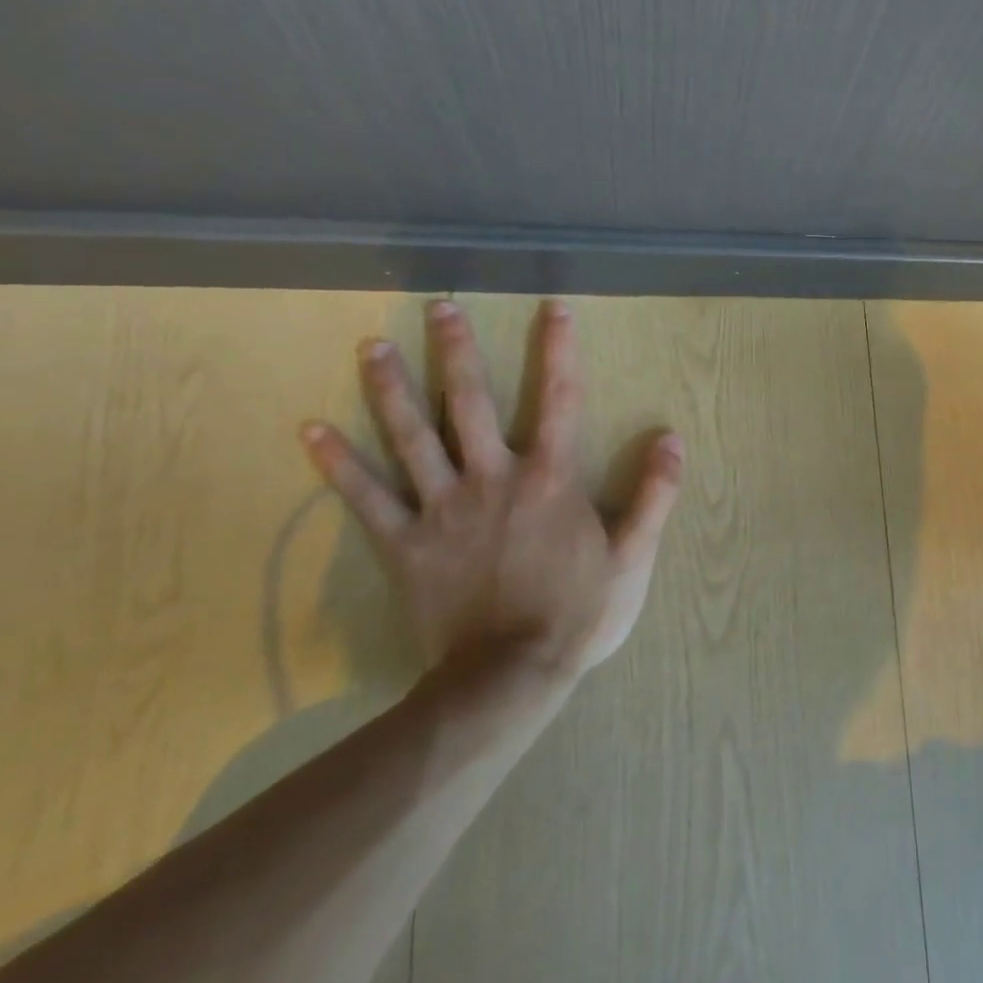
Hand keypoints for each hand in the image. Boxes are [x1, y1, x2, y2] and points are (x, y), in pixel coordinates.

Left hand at [300, 299, 682, 678]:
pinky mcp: (405, 545)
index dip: (559, 350)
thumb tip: (672, 438)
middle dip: (457, 351)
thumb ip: (655, 494)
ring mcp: (442, 509)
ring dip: (392, 389)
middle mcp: (494, 478)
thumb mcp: (635, 556)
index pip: (560, 399)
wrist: (510, 676)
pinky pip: (366, 499)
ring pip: (413, 437)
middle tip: (441, 306)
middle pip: (473, 403)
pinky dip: (338, 465)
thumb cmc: (580, 613)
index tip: (553, 308)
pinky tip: (310, 431)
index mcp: (550, 478)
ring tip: (372, 346)